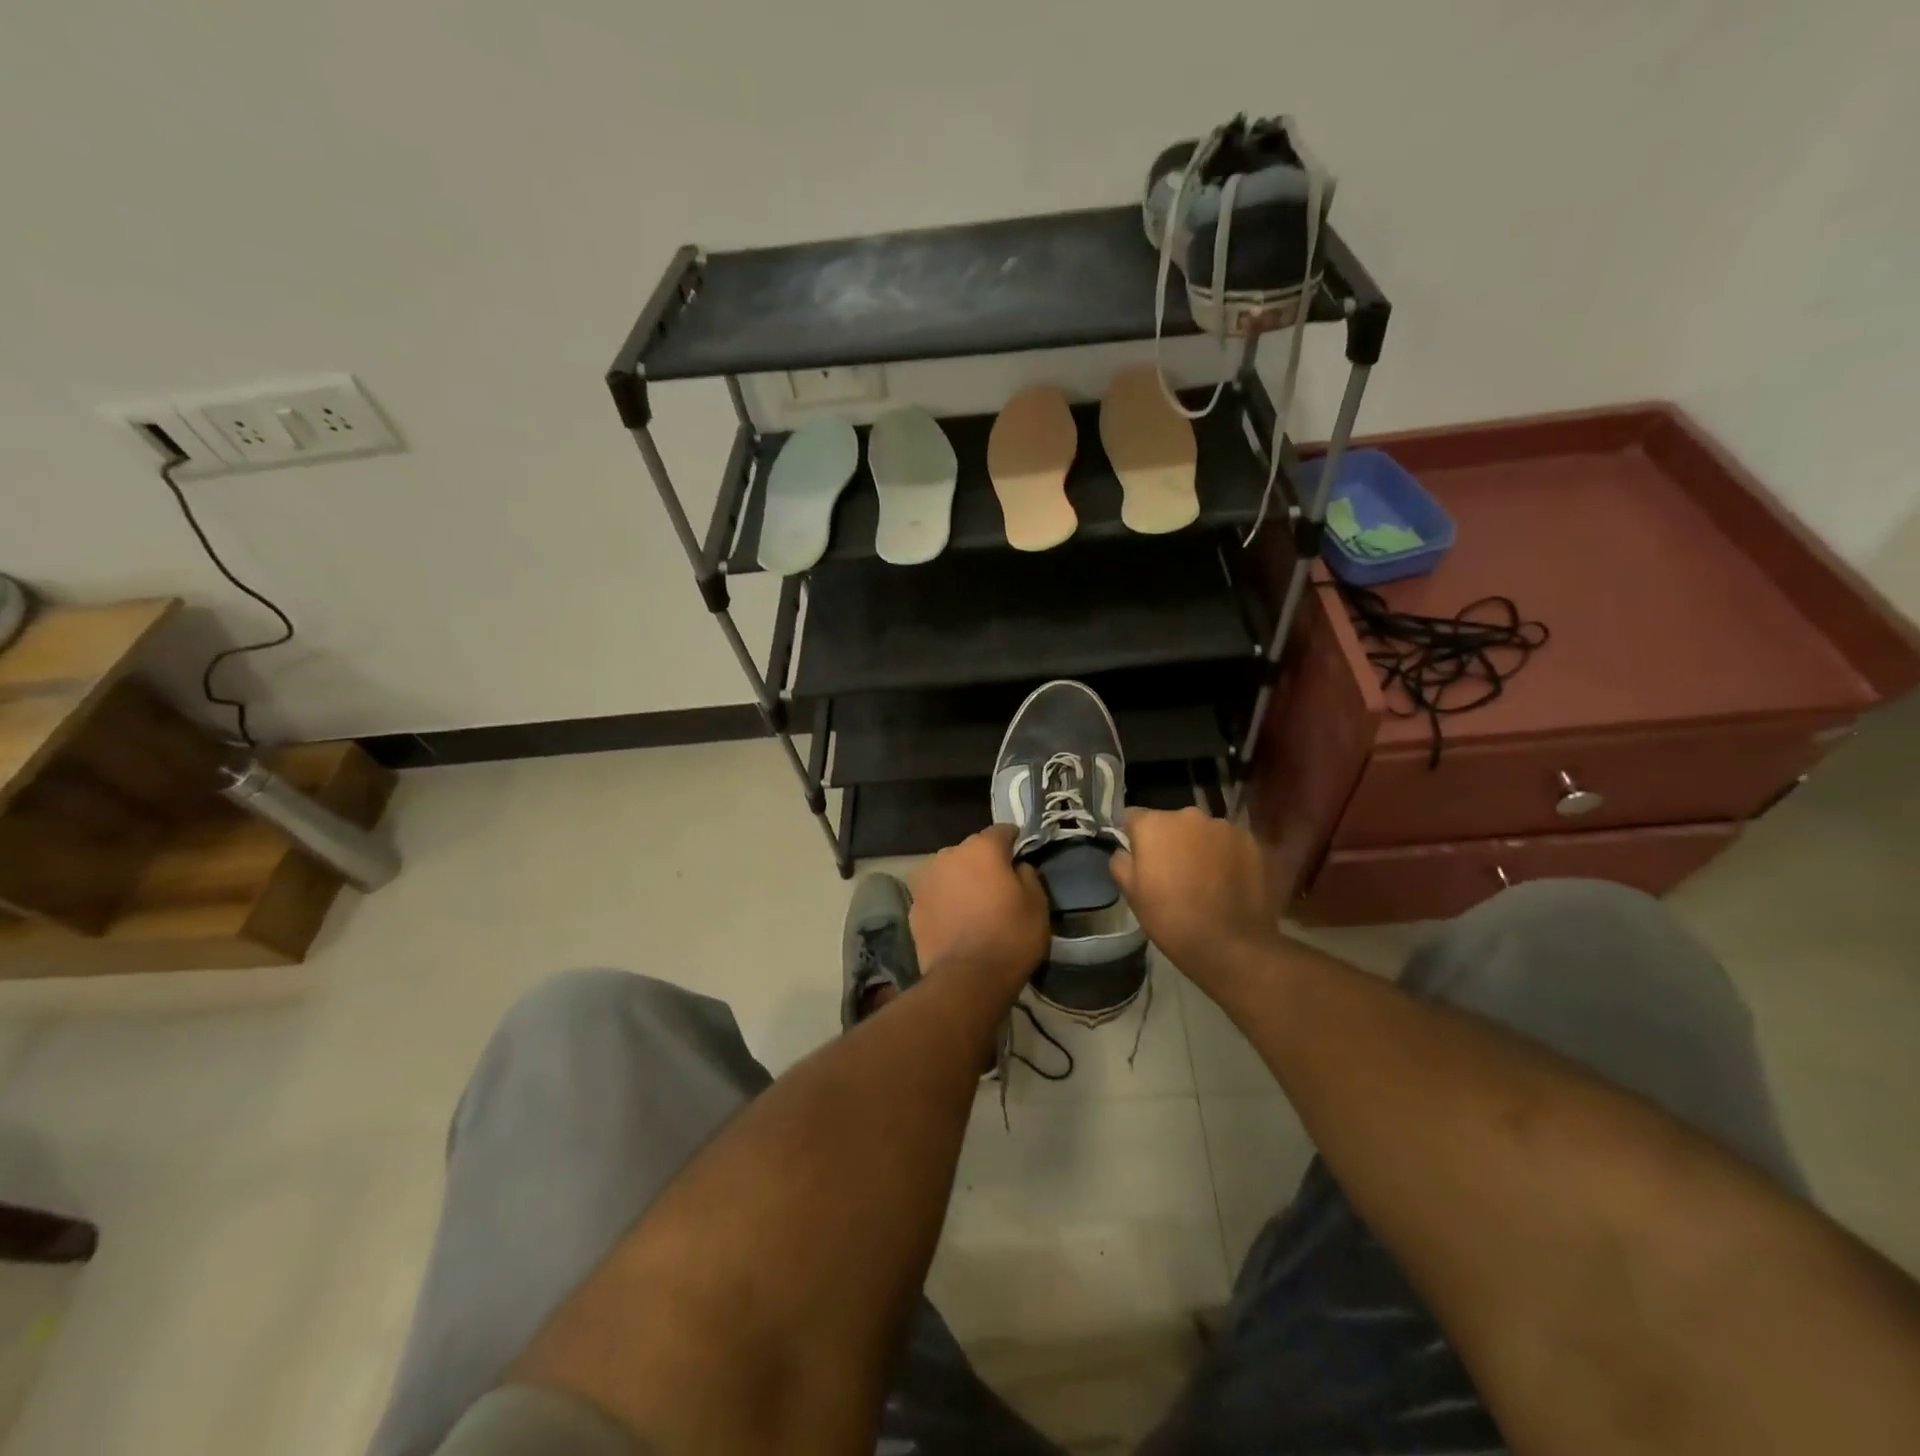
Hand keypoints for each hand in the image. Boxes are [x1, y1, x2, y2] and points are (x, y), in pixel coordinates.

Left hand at [910, 825, 1049, 980]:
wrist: (966, 980)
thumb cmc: (1010, 937)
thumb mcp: (1038, 904)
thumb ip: (1028, 874)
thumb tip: (1017, 866)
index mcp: (981, 847)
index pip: (1003, 831)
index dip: (1015, 843)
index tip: (1022, 861)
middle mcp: (948, 854)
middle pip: (972, 850)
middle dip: (984, 863)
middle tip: (998, 889)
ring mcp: (925, 879)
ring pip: (950, 871)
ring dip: (961, 880)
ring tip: (974, 907)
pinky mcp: (913, 906)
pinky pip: (936, 894)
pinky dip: (945, 901)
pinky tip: (956, 922)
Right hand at [1110, 807, 1282, 987]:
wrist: (1232, 946)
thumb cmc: (1171, 919)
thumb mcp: (1132, 895)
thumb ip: (1121, 862)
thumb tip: (1125, 850)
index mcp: (1154, 824)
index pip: (1133, 817)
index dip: (1134, 837)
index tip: (1139, 858)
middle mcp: (1190, 815)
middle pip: (1172, 822)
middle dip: (1171, 840)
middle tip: (1174, 872)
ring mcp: (1226, 827)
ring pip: (1204, 832)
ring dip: (1201, 847)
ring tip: (1206, 879)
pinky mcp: (1255, 843)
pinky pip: (1232, 844)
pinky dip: (1228, 857)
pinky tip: (1230, 883)